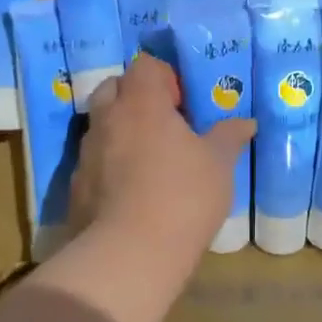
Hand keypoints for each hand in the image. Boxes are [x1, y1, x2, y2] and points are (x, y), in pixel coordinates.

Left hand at [71, 55, 255, 264]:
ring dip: (120, 130)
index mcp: (142, 103)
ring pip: (100, 124)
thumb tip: (246, 122)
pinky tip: (131, 191)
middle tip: (163, 124)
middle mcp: (108, 119)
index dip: (164, 76)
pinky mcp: (75, 187)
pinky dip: (109, 165)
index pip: (144, 65)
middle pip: (113, 87)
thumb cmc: (182, 196)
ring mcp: (86, 153)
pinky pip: (93, 161)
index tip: (183, 103)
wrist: (129, 256)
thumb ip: (229, 137)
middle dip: (135, 97)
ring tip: (148, 158)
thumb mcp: (219, 164)